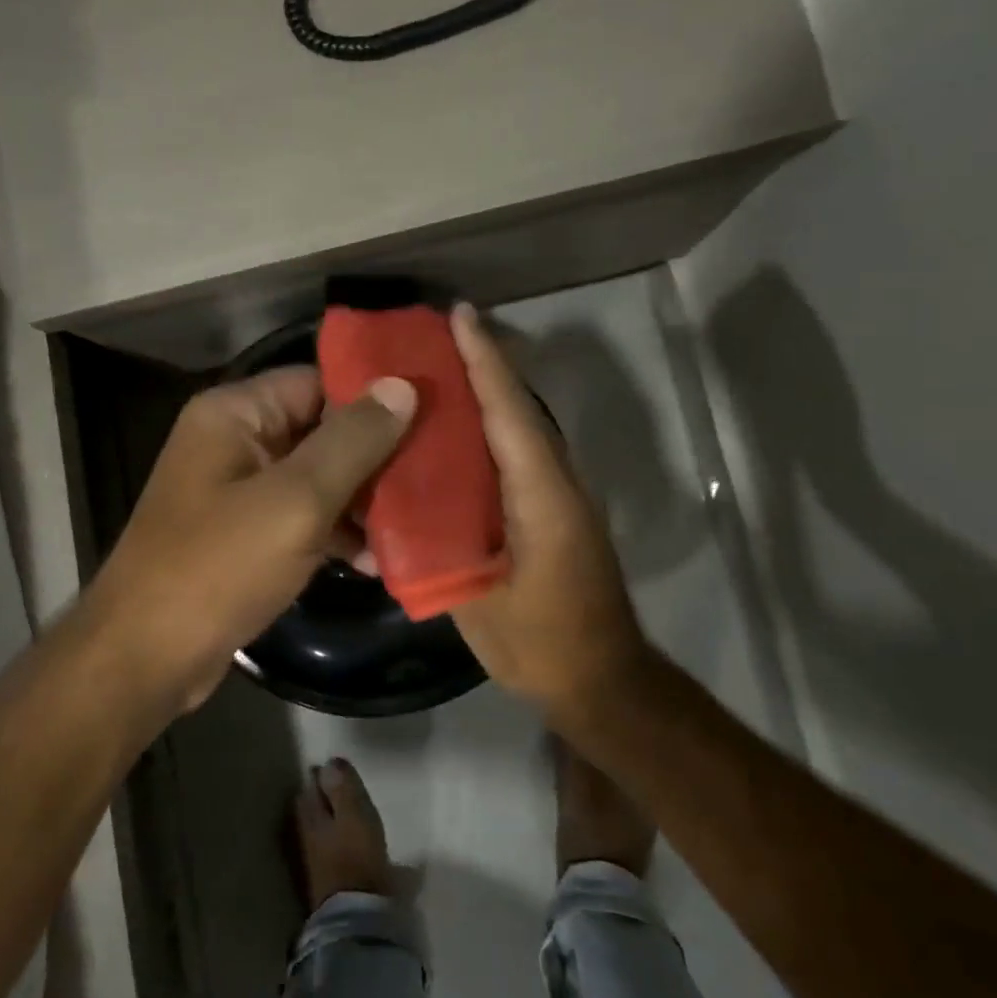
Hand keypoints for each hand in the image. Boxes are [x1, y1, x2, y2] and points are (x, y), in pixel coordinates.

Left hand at [87, 366, 415, 711]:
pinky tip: (377, 559)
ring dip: (361, 500)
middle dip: (375, 455)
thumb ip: (353, 441)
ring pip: (316, 477)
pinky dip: (335, 533)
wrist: (146, 658)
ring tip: (417, 521)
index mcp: (235, 413)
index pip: (317, 382)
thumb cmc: (219, 566)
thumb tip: (402, 385)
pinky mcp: (244, 534)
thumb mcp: (297, 500)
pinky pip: (301, 516)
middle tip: (435, 473)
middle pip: (320, 430)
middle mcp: (234, 441)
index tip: (433, 415)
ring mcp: (237, 490)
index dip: (373, 397)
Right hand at [449, 304, 649, 720]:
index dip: (483, 362)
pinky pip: (514, 457)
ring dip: (482, 395)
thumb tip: (394, 508)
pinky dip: (485, 433)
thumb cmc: (544, 644)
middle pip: (515, 409)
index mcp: (542, 495)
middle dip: (479, 366)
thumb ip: (439, 549)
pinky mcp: (550, 512)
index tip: (458, 317)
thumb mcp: (481, 602)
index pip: (509, 413)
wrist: (602, 680)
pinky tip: (448, 435)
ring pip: (517, 429)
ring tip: (433, 371)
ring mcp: (557, 496)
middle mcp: (556, 481)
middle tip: (430, 335)